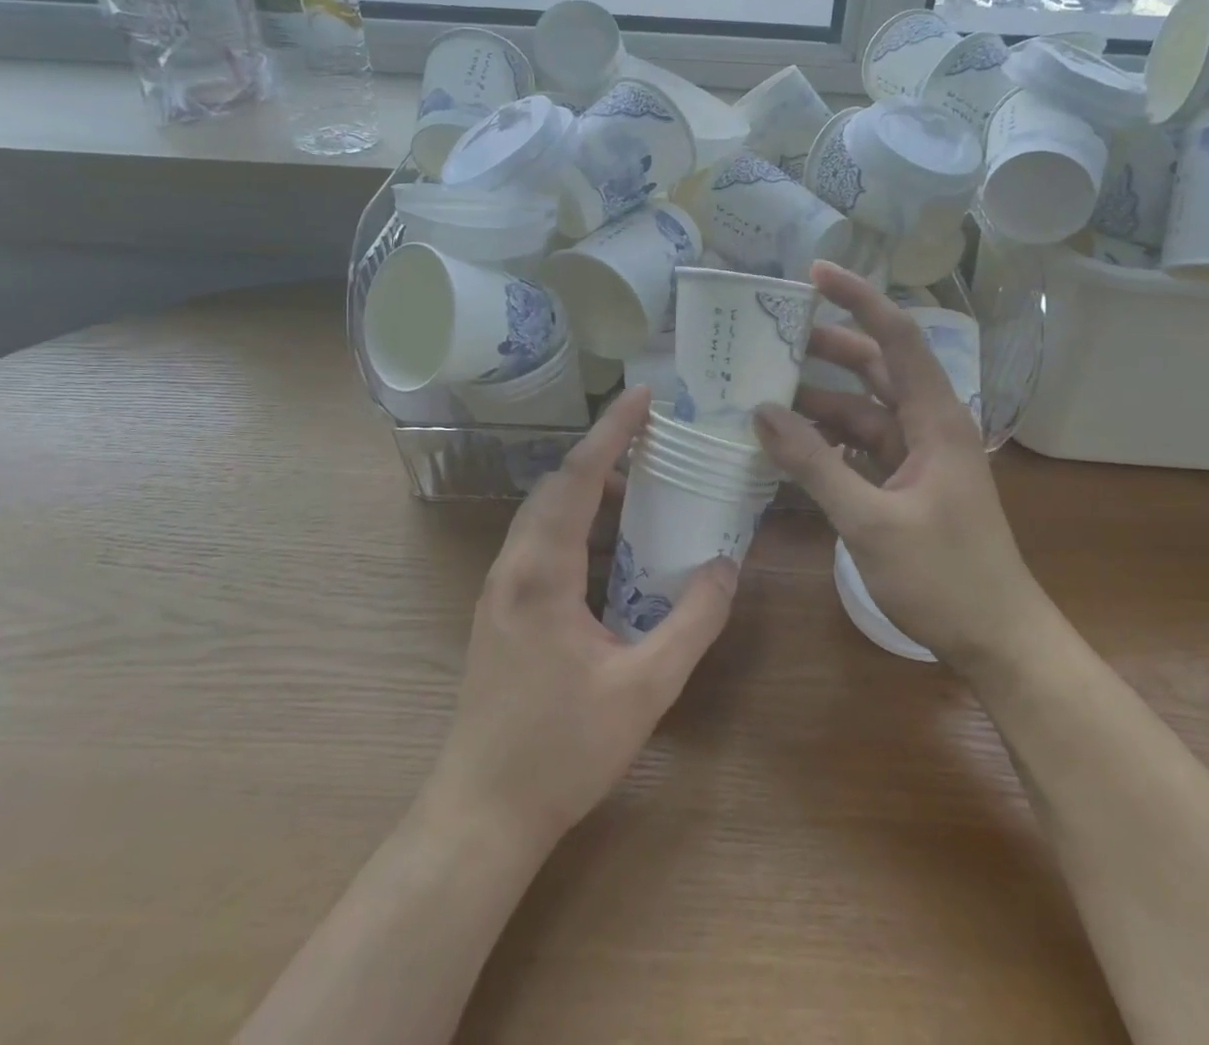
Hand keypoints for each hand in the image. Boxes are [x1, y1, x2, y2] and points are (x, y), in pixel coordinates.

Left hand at [427, 386, 737, 852]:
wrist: (481, 814)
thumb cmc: (562, 751)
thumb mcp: (645, 688)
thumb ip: (692, 621)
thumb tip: (727, 565)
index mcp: (541, 572)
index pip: (579, 478)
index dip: (612, 431)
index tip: (643, 395)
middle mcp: (513, 567)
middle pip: (557, 486)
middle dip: (604, 454)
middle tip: (654, 440)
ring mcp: (500, 588)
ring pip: (544, 513)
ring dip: (589, 490)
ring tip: (642, 490)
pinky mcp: (501, 609)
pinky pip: (540, 541)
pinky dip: (577, 522)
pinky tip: (611, 547)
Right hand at [753, 262, 1033, 672]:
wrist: (997, 640)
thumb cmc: (944, 577)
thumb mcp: (870, 520)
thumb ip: (813, 464)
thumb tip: (761, 413)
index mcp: (935, 418)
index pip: (896, 337)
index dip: (858, 299)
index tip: (813, 275)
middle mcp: (928, 425)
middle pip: (875, 367)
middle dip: (827, 347)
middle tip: (771, 336)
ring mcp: (917, 456)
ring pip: (863, 409)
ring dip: (818, 400)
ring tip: (763, 393)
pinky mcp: (906, 484)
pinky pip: (860, 446)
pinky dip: (826, 440)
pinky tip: (788, 445)